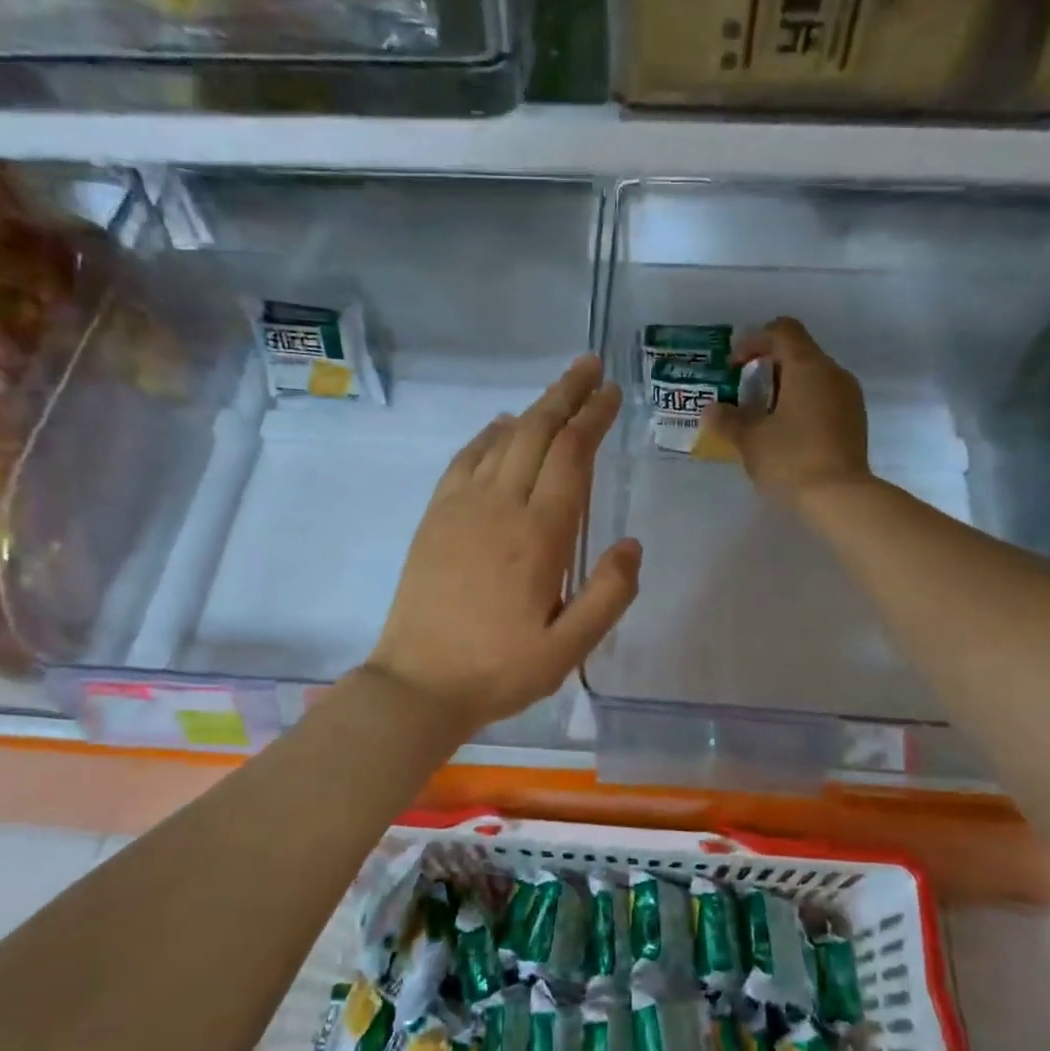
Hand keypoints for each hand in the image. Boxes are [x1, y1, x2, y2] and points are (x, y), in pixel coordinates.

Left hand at [366, 355, 640, 734]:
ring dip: (533, 410)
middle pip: (537, 433)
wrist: (418, 684)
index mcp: (539, 536)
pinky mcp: (435, 518)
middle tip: (590, 366)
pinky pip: (464, 460)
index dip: (593, 418)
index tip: (611, 392)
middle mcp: (500, 507)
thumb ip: (608, 595)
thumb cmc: (499, 671)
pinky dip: (488, 436)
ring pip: (502, 440)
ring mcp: (461, 508)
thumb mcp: (567, 650)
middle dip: (567, 395)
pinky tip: (502, 428)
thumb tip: (631, 544)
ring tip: (557, 391)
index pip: (572, 457)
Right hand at [700, 317, 871, 502]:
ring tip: (761, 419)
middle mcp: (833, 373)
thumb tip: (712, 410)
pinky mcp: (854, 422)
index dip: (754, 341)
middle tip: (742, 396)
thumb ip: (727, 419)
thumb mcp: (750, 439)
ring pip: (812, 378)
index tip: (734, 368)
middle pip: (798, 353)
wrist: (840, 498)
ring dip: (784, 390)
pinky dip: (801, 406)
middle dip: (766, 369)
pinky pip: (823, 400)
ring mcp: (849, 398)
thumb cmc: (791, 459)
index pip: (782, 330)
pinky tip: (785, 436)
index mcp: (808, 366)